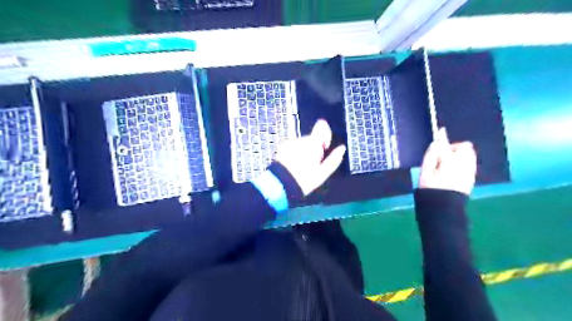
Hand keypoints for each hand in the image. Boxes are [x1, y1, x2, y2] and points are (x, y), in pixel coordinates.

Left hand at [276, 119, 345, 195]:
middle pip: (312, 138)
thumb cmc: (304, 181)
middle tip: (313, 165)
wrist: (280, 185)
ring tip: (302, 167)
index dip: (326, 134)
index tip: (325, 148)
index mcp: (312, 144)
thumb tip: (342, 148)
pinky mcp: (282, 147)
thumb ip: (333, 159)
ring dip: (305, 151)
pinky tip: (293, 165)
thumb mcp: (322, 173)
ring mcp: (289, 142)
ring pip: (303, 143)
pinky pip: (293, 146)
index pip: (322, 126)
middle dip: (315, 148)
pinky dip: (296, 152)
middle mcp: (300, 140)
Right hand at [419, 128, 476, 195]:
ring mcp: (470, 170)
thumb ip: (431, 154)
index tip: (439, 132)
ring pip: (469, 154)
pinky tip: (452, 170)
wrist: (443, 206)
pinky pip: (470, 163)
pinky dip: (462, 162)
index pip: (446, 144)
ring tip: (447, 164)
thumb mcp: (426, 170)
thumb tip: (436, 142)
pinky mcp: (471, 177)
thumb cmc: (430, 187)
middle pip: (465, 147)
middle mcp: (464, 163)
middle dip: (454, 147)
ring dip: (459, 154)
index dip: (442, 138)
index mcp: (450, 160)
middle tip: (442, 156)